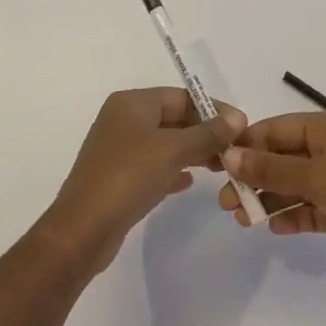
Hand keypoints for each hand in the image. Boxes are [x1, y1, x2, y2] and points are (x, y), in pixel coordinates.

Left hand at [44, 89, 246, 272]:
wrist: (83, 229)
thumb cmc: (128, 177)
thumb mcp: (173, 150)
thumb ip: (207, 133)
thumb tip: (237, 118)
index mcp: (132, 103)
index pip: (181, 96)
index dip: (213, 109)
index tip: (242, 126)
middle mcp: (123, 120)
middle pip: (174, 118)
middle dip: (205, 132)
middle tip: (236, 150)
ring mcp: (119, 150)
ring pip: (166, 144)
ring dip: (194, 152)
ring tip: (222, 167)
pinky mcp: (119, 178)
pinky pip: (154, 166)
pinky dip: (174, 170)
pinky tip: (191, 182)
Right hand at [219, 111, 325, 282]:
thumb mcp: (319, 178)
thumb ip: (273, 167)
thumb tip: (230, 154)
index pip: (276, 129)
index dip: (246, 145)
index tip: (217, 167)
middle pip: (284, 157)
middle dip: (255, 177)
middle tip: (227, 203)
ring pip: (297, 185)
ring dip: (271, 199)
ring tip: (243, 220)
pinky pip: (314, 208)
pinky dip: (295, 216)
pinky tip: (276, 229)